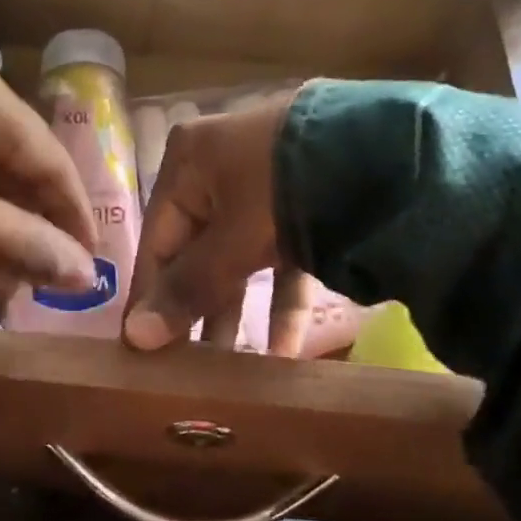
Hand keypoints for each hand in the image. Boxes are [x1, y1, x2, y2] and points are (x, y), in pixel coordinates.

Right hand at [123, 89, 312, 354]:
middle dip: (198, 310)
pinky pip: (282, 261)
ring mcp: (266, 188)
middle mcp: (220, 170)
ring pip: (239, 260)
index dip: (151, 296)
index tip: (143, 349)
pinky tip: (284, 354)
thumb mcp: (233, 240)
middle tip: (188, 368)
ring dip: (237, 313)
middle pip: (197, 252)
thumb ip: (189, 289)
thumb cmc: (283, 188)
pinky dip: (281, 303)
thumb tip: (135, 338)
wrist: (386, 149)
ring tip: (229, 371)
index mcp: (188, 163)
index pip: (156, 240)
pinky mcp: (306, 207)